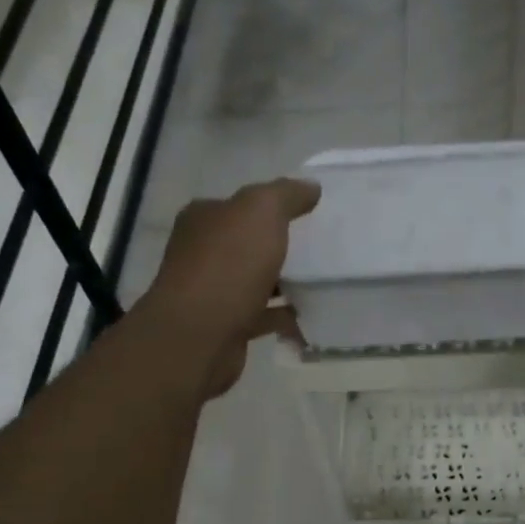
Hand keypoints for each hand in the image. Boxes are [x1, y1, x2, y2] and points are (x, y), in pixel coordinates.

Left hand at [142, 177, 320, 396]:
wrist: (199, 336)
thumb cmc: (228, 265)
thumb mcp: (261, 212)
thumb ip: (286, 195)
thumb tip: (311, 187)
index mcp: (205, 218)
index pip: (241, 205)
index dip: (274, 207)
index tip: (311, 215)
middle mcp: (203, 252)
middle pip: (250, 244)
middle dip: (282, 247)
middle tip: (324, 250)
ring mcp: (213, 292)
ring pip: (257, 281)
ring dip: (286, 284)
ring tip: (325, 284)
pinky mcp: (227, 326)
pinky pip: (264, 316)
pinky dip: (285, 317)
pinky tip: (312, 318)